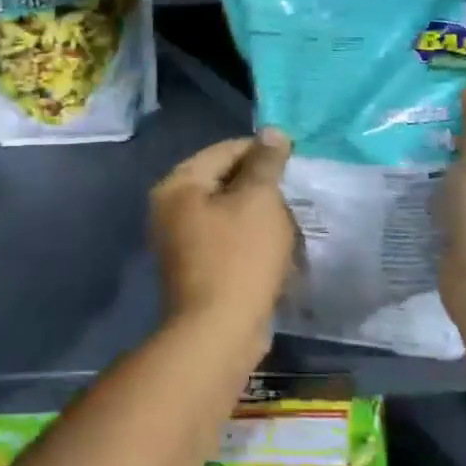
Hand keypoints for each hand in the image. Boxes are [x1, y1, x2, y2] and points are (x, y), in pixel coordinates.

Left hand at [150, 130, 295, 338]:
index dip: (262, 150)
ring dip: (258, 215)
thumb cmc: (239, 257)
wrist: (218, 333)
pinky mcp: (194, 269)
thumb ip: (266, 163)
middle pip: (223, 180)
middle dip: (261, 185)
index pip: (224, 150)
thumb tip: (272, 132)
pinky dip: (250, 240)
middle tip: (295, 192)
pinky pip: (226, 241)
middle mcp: (169, 208)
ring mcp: (178, 241)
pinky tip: (276, 249)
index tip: (296, 159)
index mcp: (178, 184)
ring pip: (227, 213)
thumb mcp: (259, 201)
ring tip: (290, 221)